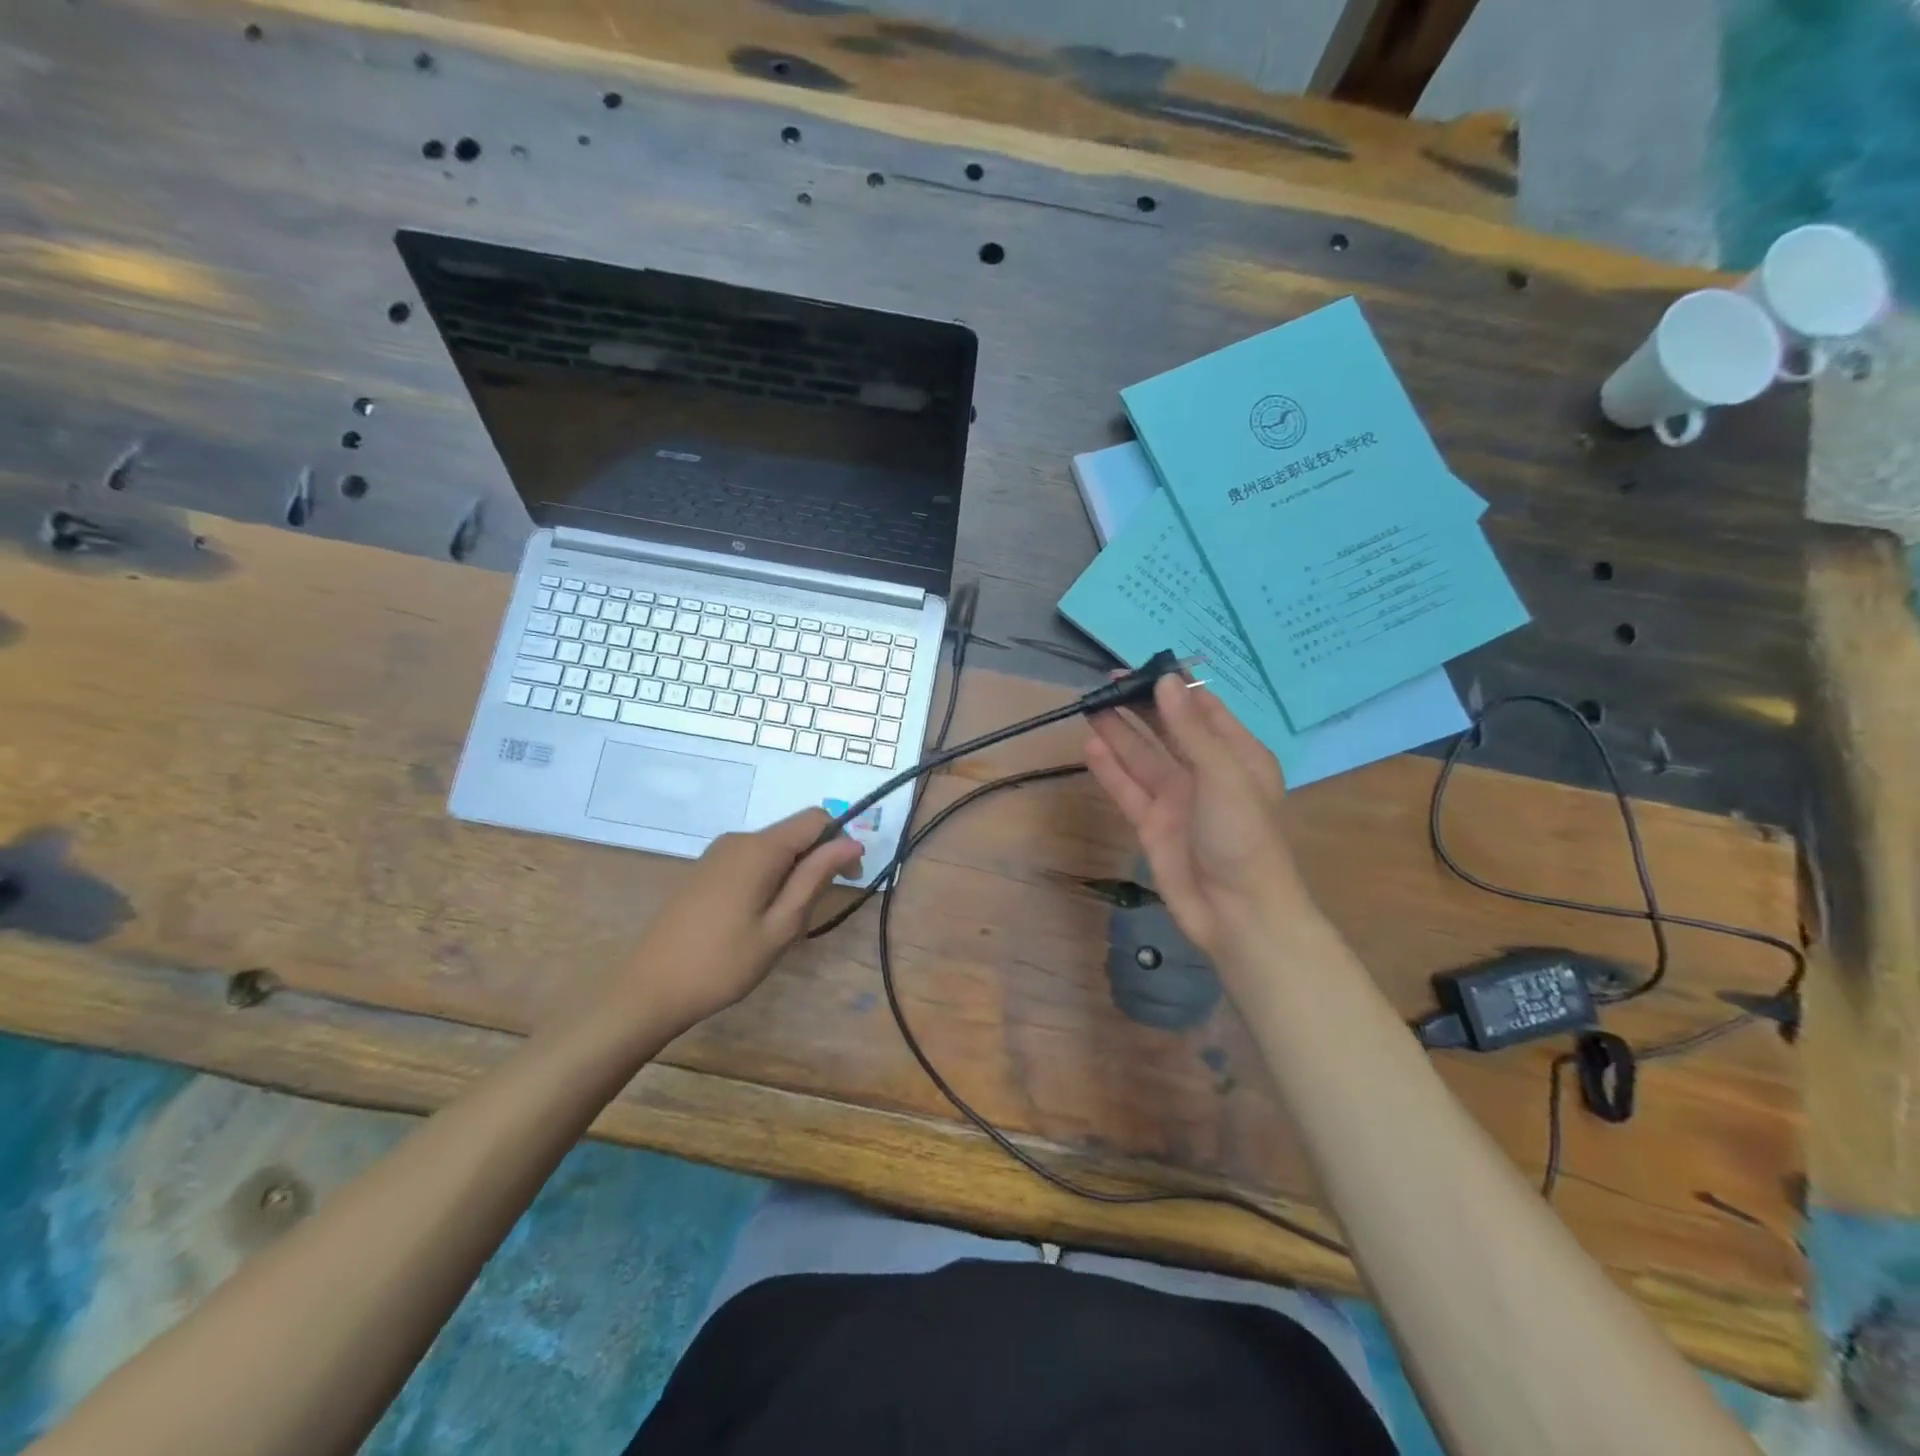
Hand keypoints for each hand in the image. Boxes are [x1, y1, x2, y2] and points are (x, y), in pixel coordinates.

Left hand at [612, 809, 863, 1033]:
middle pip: (794, 834)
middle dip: (816, 864)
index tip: (848, 882)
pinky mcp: (706, 871)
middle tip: (808, 916)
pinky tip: (756, 921)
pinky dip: (769, 881)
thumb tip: (851, 843)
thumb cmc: (723, 963)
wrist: (649, 989)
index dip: (840, 842)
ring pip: (774, 851)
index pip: (816, 819)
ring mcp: (718, 854)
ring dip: (792, 877)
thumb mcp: (781, 925)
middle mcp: (738, 840)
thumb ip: (816, 877)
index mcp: (759, 848)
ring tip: (781, 926)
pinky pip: (752, 862)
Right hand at [1084, 675, 1323, 962]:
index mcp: (1236, 754)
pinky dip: (1110, 769)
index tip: (1141, 665)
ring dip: (1119, 732)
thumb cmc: (1243, 837)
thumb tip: (1165, 680)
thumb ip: (1189, 729)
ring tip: (1090, 706)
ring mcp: (1177, 799)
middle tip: (1105, 683)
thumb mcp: (1223, 775)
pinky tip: (1091, 746)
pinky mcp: (1152, 824)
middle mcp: (1205, 771)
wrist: (1238, 914)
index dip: (1173, 686)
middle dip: (1139, 706)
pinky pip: (1128, 789)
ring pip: (1142, 757)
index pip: (1201, 709)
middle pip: (1167, 729)